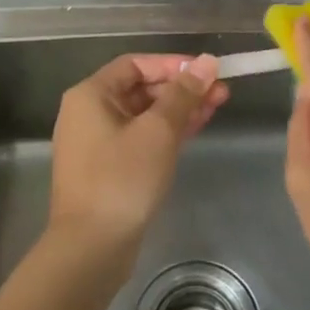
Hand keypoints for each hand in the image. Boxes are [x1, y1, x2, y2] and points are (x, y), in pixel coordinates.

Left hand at [47, 53, 227, 265]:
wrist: (91, 249)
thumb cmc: (122, 179)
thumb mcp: (158, 131)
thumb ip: (184, 93)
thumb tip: (208, 61)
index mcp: (91, 95)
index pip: (136, 64)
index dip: (173, 64)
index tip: (206, 70)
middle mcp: (89, 113)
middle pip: (141, 88)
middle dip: (181, 88)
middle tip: (220, 90)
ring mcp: (98, 143)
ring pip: (144, 114)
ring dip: (179, 109)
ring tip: (218, 105)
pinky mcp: (109, 168)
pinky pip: (141, 137)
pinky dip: (167, 131)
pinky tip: (196, 128)